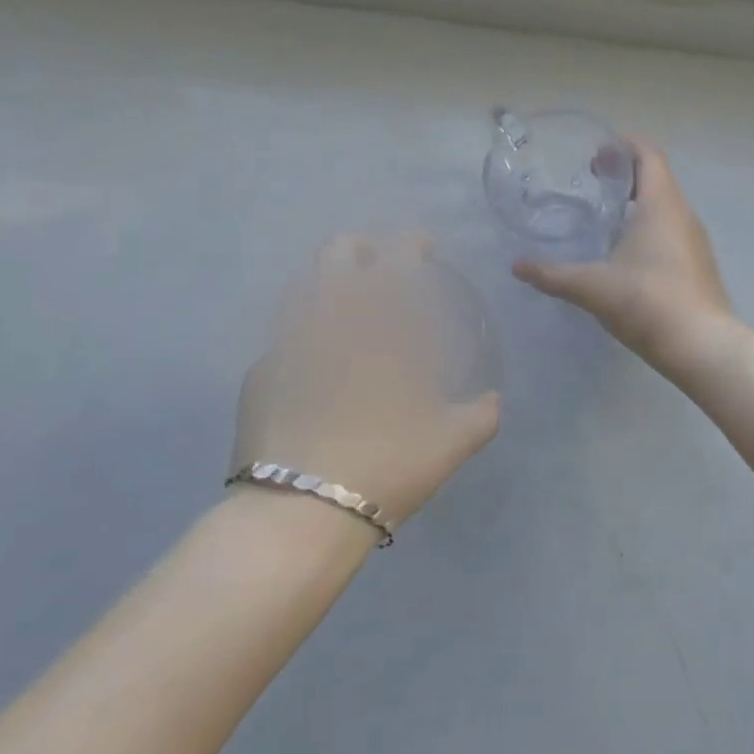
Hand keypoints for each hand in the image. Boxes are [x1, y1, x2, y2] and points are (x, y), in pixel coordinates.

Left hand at [233, 232, 499, 527]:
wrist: (301, 511)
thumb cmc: (388, 464)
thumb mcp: (452, 442)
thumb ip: (481, 415)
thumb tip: (494, 402)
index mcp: (382, 320)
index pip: (397, 254)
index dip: (412, 242)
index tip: (424, 249)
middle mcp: (332, 315)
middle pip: (337, 251)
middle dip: (360, 248)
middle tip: (379, 268)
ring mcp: (289, 340)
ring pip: (304, 284)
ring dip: (328, 283)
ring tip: (346, 308)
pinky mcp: (259, 372)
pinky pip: (285, 336)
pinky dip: (305, 335)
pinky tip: (316, 364)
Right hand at [513, 139, 734, 370]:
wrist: (701, 346)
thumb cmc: (647, 301)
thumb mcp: (592, 286)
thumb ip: (553, 274)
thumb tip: (517, 266)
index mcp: (660, 204)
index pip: (648, 154)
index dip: (624, 146)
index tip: (597, 153)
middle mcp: (683, 214)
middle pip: (657, 177)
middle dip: (625, 173)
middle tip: (592, 181)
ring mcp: (695, 240)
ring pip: (666, 205)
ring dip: (638, 202)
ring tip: (606, 217)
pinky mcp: (699, 264)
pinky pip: (672, 230)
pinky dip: (650, 227)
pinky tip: (627, 253)